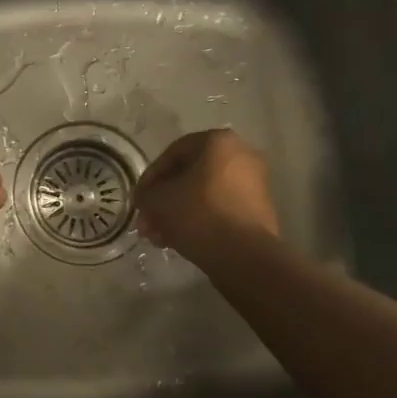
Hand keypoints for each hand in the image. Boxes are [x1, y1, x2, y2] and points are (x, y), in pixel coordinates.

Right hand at [132, 129, 279, 265]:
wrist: (245, 255)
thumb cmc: (199, 214)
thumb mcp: (159, 200)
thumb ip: (146, 194)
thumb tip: (146, 199)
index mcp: (218, 141)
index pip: (173, 153)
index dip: (149, 178)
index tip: (138, 200)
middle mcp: (241, 155)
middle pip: (188, 176)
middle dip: (163, 201)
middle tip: (146, 223)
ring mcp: (253, 184)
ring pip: (203, 195)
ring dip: (176, 214)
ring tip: (158, 238)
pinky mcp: (258, 210)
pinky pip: (219, 209)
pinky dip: (198, 221)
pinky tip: (178, 241)